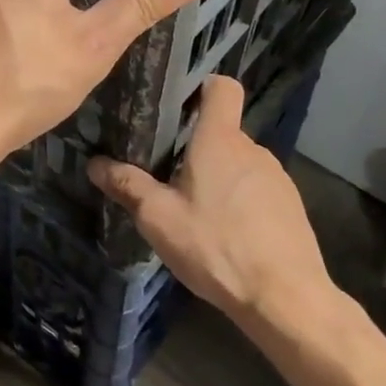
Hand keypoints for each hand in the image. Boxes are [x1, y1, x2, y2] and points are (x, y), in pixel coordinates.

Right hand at [88, 75, 341, 329]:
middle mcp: (253, 149)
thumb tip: (94, 163)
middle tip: (166, 174)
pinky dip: (239, 202)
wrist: (285, 298)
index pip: (222, 87)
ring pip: (239, 164)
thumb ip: (127, 186)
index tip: (177, 106)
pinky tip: (224, 235)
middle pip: (222, 131)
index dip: (201, 87)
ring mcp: (277, 178)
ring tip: (194, 211)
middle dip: (196, 147)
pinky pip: (256, 190)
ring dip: (218, 178)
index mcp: (220, 140)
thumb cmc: (216, 246)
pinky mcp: (291, 207)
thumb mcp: (158, 218)